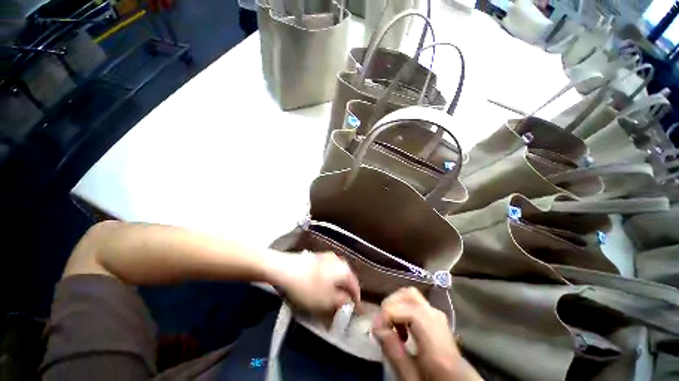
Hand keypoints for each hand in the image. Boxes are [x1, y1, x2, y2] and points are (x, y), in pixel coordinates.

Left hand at [270, 251, 359, 317]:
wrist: (284, 268)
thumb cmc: (307, 286)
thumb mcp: (326, 301)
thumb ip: (341, 302)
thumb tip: (349, 302)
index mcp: (344, 269)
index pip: (355, 286)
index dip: (355, 301)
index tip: (353, 312)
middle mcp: (338, 260)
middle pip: (345, 280)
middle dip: (343, 294)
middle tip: (339, 307)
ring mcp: (326, 257)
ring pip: (335, 275)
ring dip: (334, 287)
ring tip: (327, 299)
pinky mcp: (316, 257)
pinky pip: (326, 271)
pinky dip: (325, 281)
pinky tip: (317, 288)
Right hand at [373, 288, 481, 380]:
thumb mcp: (412, 378)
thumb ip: (394, 353)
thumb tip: (377, 327)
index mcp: (434, 337)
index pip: (409, 311)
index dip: (387, 315)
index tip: (375, 330)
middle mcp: (437, 319)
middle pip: (410, 294)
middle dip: (391, 304)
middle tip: (382, 323)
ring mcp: (438, 315)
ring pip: (412, 295)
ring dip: (396, 305)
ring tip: (391, 326)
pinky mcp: (435, 316)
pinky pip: (415, 303)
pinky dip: (403, 308)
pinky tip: (402, 328)